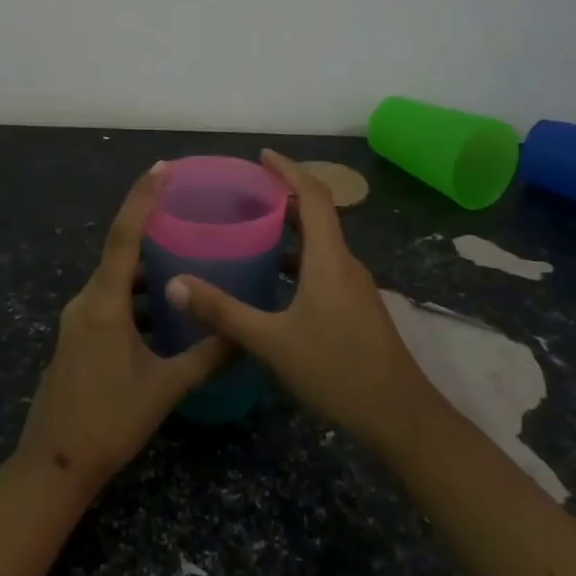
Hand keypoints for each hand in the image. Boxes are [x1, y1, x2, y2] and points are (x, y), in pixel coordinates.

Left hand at [14, 164, 233, 495]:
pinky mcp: (78, 335)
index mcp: (104, 303)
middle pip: (119, 251)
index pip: (123, 237)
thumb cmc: (109, 421)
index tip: (162, 169)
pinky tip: (164, 305)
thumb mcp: (165, 388)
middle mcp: (86, 301)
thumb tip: (247, 336)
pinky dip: (136, 293)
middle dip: (149, 226)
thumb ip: (207, 357)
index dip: (142, 199)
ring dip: (145, 265)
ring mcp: (78, 319)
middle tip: (187, 210)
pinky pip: (109, 298)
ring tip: (184, 255)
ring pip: (115, 278)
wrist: (54, 465)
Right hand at [165, 149, 434, 455]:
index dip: (289, 170)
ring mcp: (354, 287)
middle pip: (319, 213)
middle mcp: (345, 263)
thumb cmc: (336, 371)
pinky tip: (275, 277)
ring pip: (322, 242)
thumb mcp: (271, 342)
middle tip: (247, 189)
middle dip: (286, 194)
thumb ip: (223, 312)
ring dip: (293, 226)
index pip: (314, 195)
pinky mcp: (356, 307)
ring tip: (254, 225)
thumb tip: (175, 284)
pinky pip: (325, 265)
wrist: (400, 418)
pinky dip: (299, 256)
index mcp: (329, 258)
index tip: (262, 156)